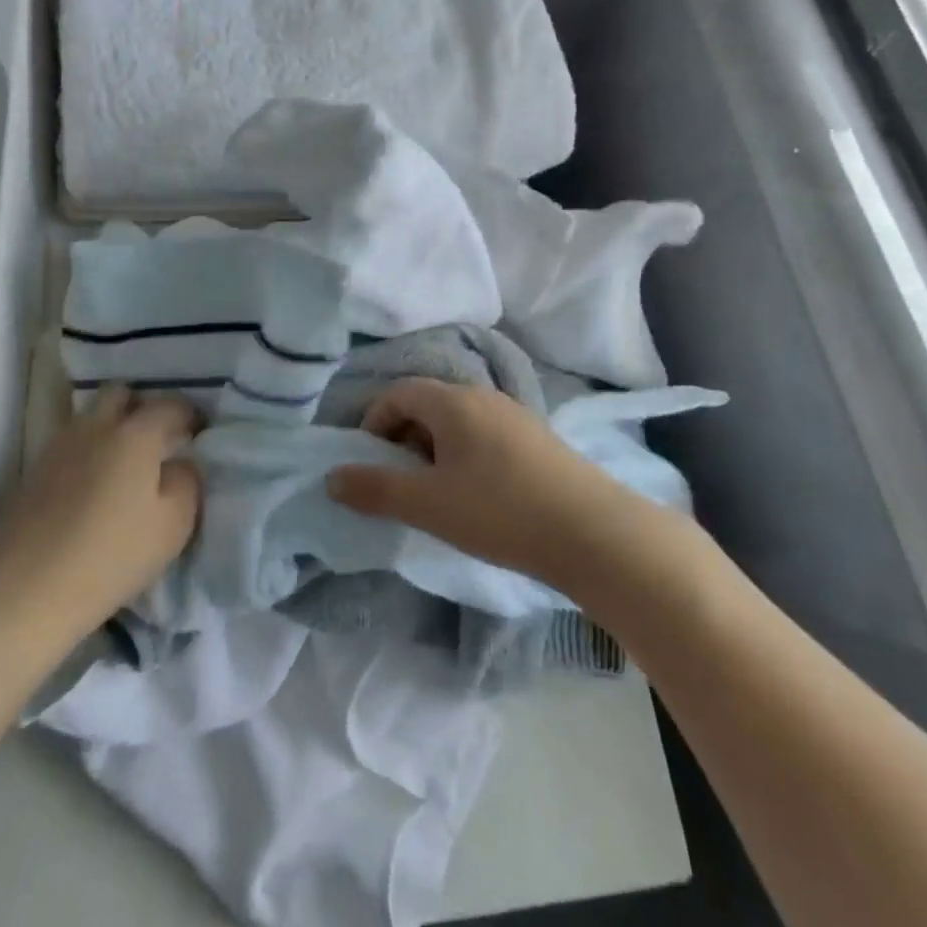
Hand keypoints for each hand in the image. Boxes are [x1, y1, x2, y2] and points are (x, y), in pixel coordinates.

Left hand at [0, 387, 202, 652]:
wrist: (29, 590)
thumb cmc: (114, 555)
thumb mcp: (175, 523)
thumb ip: (187, 480)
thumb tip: (180, 462)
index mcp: (135, 434)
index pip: (170, 404)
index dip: (190, 414)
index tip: (198, 432)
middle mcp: (95, 427)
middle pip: (120, 393)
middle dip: (143, 406)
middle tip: (158, 437)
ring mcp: (59, 446)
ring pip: (91, 416)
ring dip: (111, 426)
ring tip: (125, 462)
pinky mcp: (35, 471)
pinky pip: (70, 444)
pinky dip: (88, 451)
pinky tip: (94, 484)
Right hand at [326, 379, 654, 592]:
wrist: (594, 533)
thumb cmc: (500, 511)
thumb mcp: (427, 504)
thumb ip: (375, 489)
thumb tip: (332, 477)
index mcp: (453, 402)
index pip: (399, 393)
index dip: (374, 421)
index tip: (370, 461)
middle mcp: (484, 397)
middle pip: (428, 404)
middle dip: (403, 438)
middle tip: (401, 481)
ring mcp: (516, 416)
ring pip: (458, 422)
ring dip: (434, 450)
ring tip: (437, 494)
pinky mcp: (538, 440)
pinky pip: (485, 436)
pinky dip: (465, 457)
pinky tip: (478, 497)